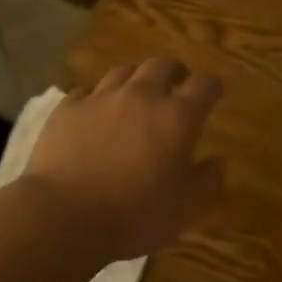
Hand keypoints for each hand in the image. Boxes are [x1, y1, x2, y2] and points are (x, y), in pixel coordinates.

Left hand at [26, 58, 225, 258]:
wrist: (62, 216)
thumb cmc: (133, 214)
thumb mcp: (186, 209)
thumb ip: (208, 181)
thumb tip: (218, 161)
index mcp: (176, 116)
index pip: (204, 85)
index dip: (212, 87)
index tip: (215, 93)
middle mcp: (141, 95)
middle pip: (162, 65)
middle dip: (174, 71)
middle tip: (177, 83)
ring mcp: (101, 97)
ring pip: (124, 72)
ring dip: (136, 79)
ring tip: (136, 93)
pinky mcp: (68, 108)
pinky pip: (87, 91)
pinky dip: (97, 97)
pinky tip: (96, 111)